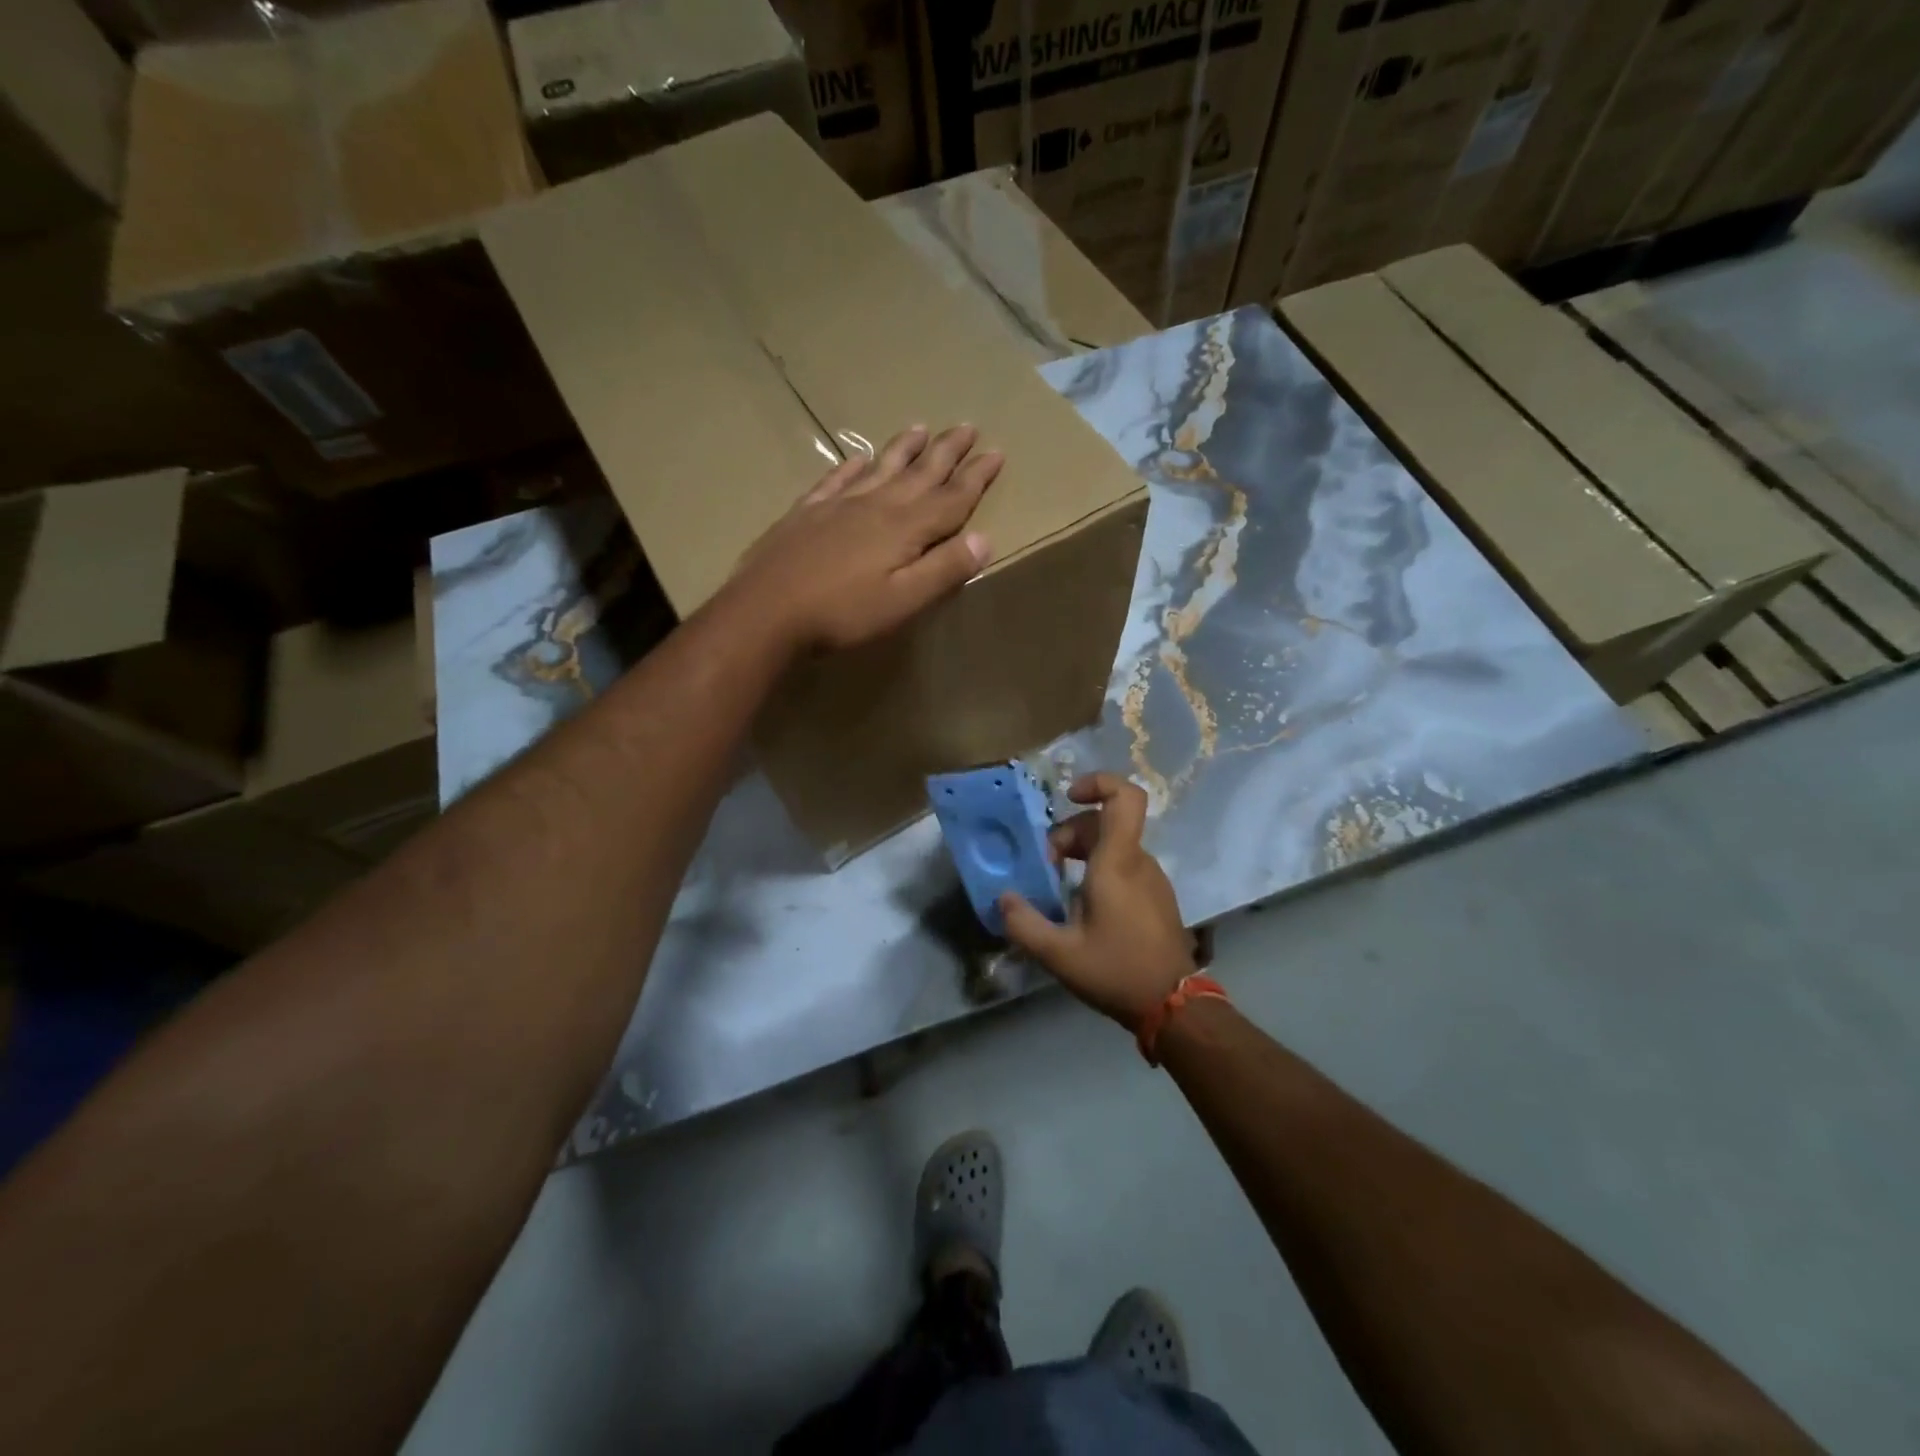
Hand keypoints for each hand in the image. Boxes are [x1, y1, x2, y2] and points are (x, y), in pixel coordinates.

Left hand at [725, 424, 1001, 652]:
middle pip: (920, 473)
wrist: (766, 611)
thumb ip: (945, 569)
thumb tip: (985, 538)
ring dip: (904, 449)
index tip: (996, 452)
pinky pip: (837, 480)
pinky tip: (859, 459)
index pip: (951, 497)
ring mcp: (839, 505)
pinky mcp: (807, 513)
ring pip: (881, 468)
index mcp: (905, 528)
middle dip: (947, 451)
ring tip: (921, 428)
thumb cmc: (842, 613)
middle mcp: (876, 505)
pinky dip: (853, 467)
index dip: (976, 476)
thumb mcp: (904, 601)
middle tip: (968, 427)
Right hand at [1000, 774, 1195, 1028]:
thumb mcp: (1059, 954)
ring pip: (1113, 844)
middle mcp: (1138, 862)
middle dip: (1068, 834)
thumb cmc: (1117, 971)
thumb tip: (1004, 899)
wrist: (1174, 1006)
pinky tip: (1082, 905)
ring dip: (1081, 853)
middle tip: (1046, 867)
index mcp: (1117, 863)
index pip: (1124, 798)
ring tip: (1058, 887)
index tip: (1068, 798)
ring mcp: (1152, 878)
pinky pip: (1124, 865)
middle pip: (1105, 822)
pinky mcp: (1156, 896)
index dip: (1098, 783)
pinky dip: (1098, 870)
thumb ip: (1024, 924)